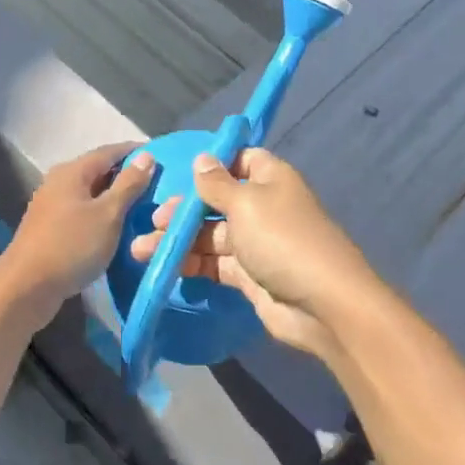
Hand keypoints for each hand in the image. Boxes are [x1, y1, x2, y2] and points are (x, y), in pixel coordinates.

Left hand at [0, 143, 155, 327]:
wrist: (27, 286)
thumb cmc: (71, 245)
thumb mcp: (108, 214)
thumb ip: (128, 185)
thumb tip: (146, 156)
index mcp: (72, 171)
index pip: (109, 152)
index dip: (134, 152)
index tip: (161, 155)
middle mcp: (58, 182)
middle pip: (98, 171)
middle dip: (126, 175)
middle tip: (156, 183)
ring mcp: (52, 205)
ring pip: (90, 193)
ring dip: (114, 197)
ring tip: (142, 205)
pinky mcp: (50, 228)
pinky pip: (83, 212)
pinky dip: (102, 214)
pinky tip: (116, 227)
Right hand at [130, 148, 383, 361]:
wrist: (323, 306)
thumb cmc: (282, 239)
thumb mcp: (245, 203)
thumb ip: (216, 183)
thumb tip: (202, 159)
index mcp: (269, 179)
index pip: (238, 160)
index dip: (210, 165)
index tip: (178, 173)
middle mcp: (262, 207)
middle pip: (216, 201)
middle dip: (183, 210)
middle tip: (154, 221)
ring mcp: (255, 243)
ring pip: (209, 236)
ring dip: (178, 241)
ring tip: (141, 250)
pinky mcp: (249, 276)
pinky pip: (214, 264)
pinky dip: (190, 264)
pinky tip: (163, 267)